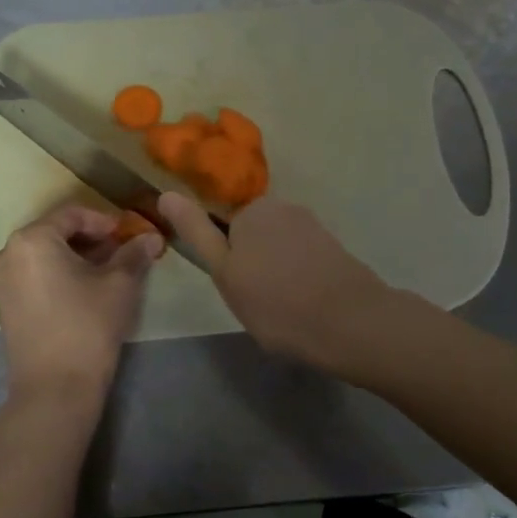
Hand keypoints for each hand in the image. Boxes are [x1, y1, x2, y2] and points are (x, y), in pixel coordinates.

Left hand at [0, 203, 163, 416]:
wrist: (55, 389)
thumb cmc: (87, 326)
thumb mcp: (119, 285)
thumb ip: (134, 254)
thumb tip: (152, 237)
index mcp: (31, 239)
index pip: (72, 214)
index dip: (104, 220)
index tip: (128, 234)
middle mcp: (7, 253)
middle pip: (55, 232)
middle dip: (90, 239)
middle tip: (121, 251)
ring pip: (43, 254)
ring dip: (75, 257)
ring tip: (106, 271)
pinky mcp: (2, 304)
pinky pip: (32, 274)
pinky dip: (58, 273)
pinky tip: (83, 288)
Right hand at [159, 193, 389, 371]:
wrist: (350, 323)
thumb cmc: (275, 301)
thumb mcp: (224, 271)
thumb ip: (196, 231)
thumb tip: (166, 193)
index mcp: (253, 209)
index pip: (225, 228)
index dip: (227, 261)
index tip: (236, 289)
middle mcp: (284, 207)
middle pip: (254, 235)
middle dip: (252, 262)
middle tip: (255, 302)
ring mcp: (314, 226)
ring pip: (279, 248)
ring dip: (276, 272)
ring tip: (282, 308)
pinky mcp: (335, 247)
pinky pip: (303, 259)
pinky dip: (299, 277)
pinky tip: (305, 304)